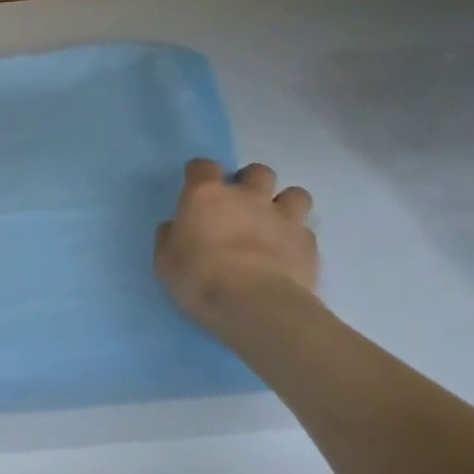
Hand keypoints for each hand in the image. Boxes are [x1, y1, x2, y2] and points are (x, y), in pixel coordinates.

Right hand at [155, 159, 318, 337]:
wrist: (256, 306)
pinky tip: (288, 256)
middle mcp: (247, 197)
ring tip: (274, 224)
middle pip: (257, 172)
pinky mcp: (308, 243)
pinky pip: (305, 231)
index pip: (203, 167)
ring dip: (284, 204)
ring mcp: (283, 218)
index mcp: (207, 196)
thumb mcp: (166, 262)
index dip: (199, 174)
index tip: (196, 188)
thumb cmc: (200, 279)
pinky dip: (297, 238)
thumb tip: (174, 227)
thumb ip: (170, 237)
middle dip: (250, 183)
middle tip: (241, 205)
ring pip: (294, 193)